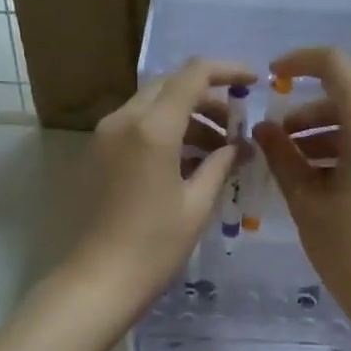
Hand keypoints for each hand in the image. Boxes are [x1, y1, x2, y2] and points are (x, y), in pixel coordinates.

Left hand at [67, 58, 253, 309]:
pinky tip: (186, 161)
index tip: (253, 81)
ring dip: (186, 115)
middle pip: (170, 85)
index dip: (227, 70)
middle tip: (235, 122)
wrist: (99, 280)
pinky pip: (135, 125)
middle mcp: (123, 120)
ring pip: (151, 104)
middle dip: (207, 96)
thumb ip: (220, 164)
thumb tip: (238, 146)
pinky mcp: (96, 153)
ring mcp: (104, 135)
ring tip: (217, 148)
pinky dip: (163, 130)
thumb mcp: (197, 204)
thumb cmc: (154, 246)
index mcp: (152, 128)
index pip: (193, 75)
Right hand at [253, 46, 350, 331]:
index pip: (337, 67)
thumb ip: (281, 155)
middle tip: (273, 144)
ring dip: (319, 137)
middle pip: (344, 101)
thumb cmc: (347, 247)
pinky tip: (314, 181)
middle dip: (304, 116)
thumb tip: (264, 128)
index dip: (301, 62)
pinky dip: (340, 153)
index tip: (272, 77)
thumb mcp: (305, 200)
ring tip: (288, 167)